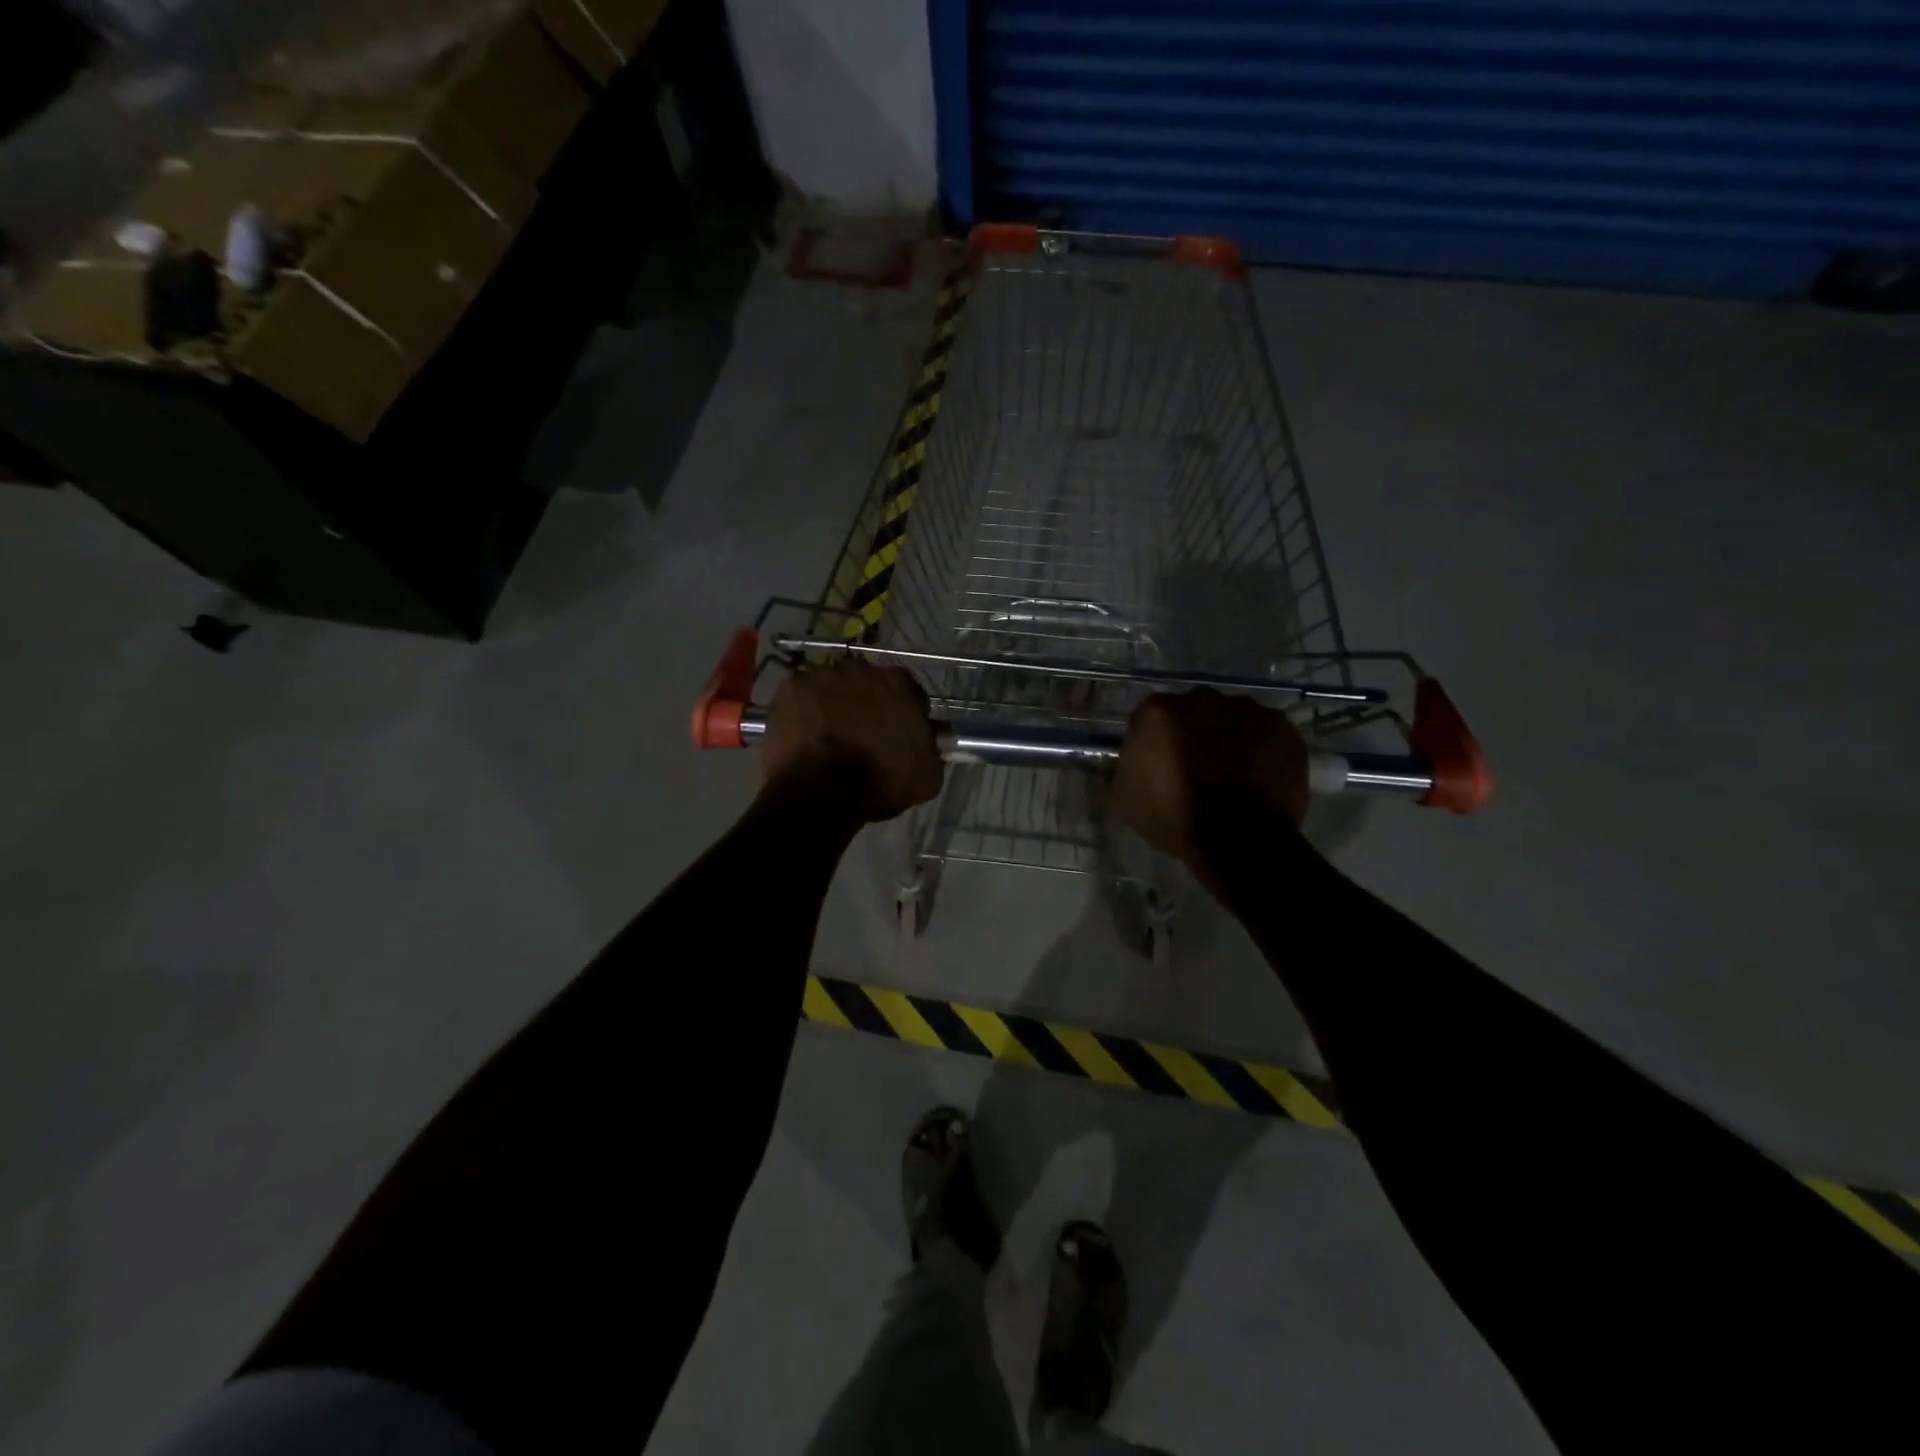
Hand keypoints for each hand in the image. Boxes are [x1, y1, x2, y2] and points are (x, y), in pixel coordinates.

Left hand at [761, 661, 942, 821]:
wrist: (821, 791)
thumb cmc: (880, 782)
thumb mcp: (927, 775)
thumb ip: (931, 747)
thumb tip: (931, 737)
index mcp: (898, 684)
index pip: (908, 691)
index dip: (905, 711)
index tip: (900, 733)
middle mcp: (861, 669)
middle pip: (867, 683)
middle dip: (867, 703)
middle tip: (863, 734)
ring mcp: (821, 676)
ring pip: (832, 687)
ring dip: (834, 704)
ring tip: (829, 736)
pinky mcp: (789, 690)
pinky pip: (800, 697)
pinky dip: (803, 711)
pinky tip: (805, 735)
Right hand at [1110, 689, 1309, 888]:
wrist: (1239, 839)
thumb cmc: (1175, 818)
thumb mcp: (1125, 798)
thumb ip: (1127, 766)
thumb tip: (1134, 759)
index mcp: (1158, 712)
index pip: (1150, 717)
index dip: (1155, 740)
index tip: (1160, 762)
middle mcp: (1201, 699)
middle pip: (1193, 711)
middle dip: (1194, 732)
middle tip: (1197, 766)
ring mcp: (1246, 709)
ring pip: (1232, 718)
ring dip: (1229, 737)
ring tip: (1233, 773)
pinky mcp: (1282, 726)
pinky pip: (1266, 732)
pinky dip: (1262, 748)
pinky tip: (1259, 776)